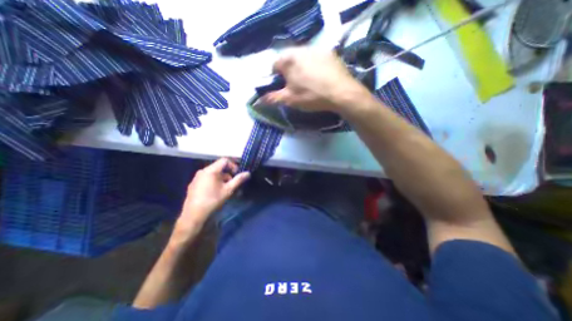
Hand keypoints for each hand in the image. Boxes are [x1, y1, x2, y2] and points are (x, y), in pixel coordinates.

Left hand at [174, 158, 250, 239]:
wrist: (193, 215)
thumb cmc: (213, 200)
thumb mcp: (228, 190)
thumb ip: (238, 180)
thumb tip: (248, 173)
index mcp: (211, 170)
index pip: (224, 160)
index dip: (233, 165)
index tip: (237, 174)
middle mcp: (202, 171)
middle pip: (219, 167)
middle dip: (228, 174)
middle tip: (232, 183)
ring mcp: (197, 177)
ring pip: (213, 173)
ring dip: (222, 178)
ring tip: (225, 189)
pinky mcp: (194, 183)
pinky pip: (207, 178)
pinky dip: (214, 181)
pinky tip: (215, 192)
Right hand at [261, 48, 368, 111]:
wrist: (341, 93)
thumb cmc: (312, 96)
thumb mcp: (290, 99)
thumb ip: (272, 98)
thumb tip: (259, 100)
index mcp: (288, 59)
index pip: (274, 66)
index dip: (275, 79)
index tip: (281, 88)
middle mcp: (301, 49)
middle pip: (288, 62)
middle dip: (288, 74)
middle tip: (295, 88)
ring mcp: (317, 49)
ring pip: (302, 60)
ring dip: (301, 70)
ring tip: (308, 84)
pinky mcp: (329, 53)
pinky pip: (315, 60)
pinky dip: (313, 68)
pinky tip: (320, 79)